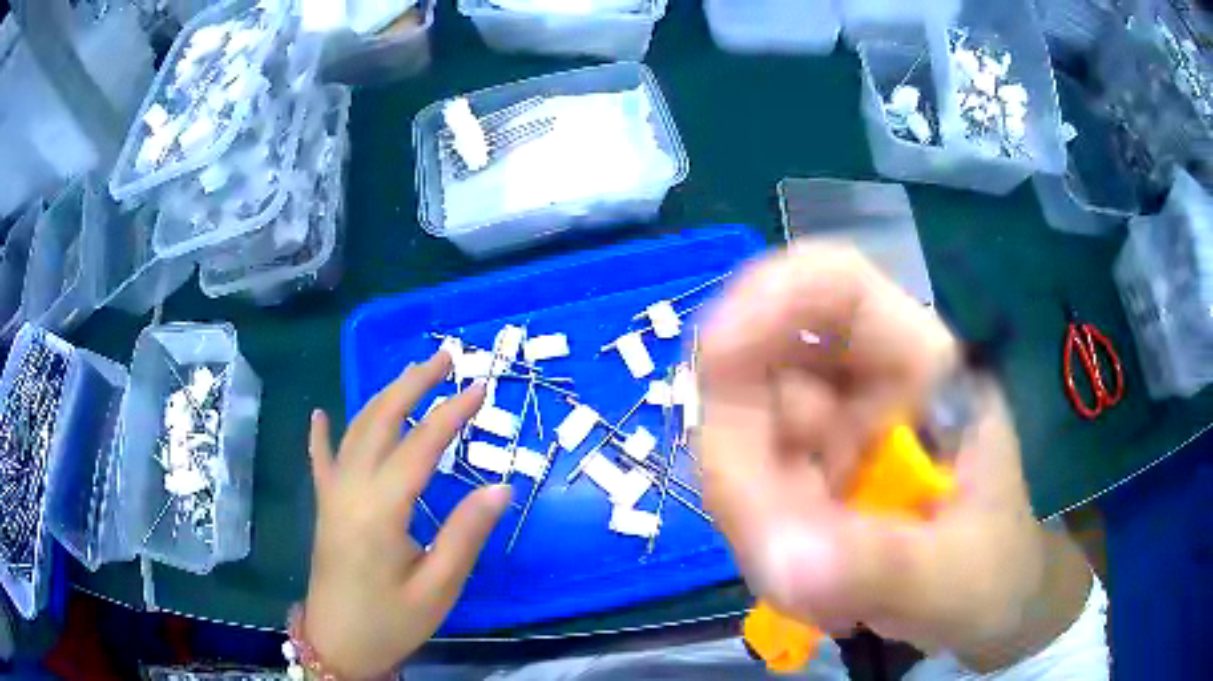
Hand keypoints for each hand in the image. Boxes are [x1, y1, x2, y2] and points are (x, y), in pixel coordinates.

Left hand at [304, 351, 510, 679]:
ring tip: (410, 376)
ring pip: (354, 431)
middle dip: (412, 385)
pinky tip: (319, 414)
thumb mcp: (437, 589)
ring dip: (382, 398)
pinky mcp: (324, 507)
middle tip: (444, 359)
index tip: (481, 388)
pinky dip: (322, 434)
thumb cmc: (390, 622)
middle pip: (380, 421)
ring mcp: (331, 495)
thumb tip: (500, 487)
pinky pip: (320, 461)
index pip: (420, 446)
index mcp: (379, 509)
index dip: (452, 414)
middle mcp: (350, 489)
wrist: (337, 645)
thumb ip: (465, 535)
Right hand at [699, 245, 1089, 669]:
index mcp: (923, 369)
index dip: (771, 298)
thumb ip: (882, 569)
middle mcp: (867, 383)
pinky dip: (761, 536)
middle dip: (748, 457)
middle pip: (762, 368)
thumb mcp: (956, 575)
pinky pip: (747, 487)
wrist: (984, 604)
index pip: (837, 286)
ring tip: (820, 587)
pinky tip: (811, 582)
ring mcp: (829, 429)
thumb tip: (782, 564)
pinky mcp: (805, 473)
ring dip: (757, 515)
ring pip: (742, 438)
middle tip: (777, 548)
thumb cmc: (993, 573)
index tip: (715, 356)